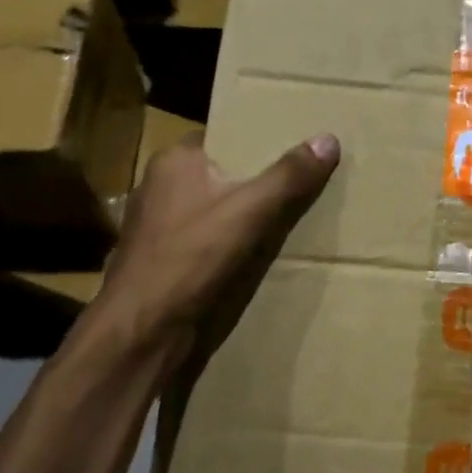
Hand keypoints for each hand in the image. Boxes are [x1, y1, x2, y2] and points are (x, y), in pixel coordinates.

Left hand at [63, 132, 339, 378]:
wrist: (143, 334)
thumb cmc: (190, 260)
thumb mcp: (250, 212)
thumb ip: (289, 176)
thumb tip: (328, 139)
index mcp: (175, 163)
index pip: (224, 137)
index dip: (259, 140)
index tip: (297, 145)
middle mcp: (162, 189)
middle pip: (224, 175)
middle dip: (259, 181)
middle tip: (307, 181)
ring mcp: (161, 229)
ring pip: (218, 211)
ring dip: (248, 217)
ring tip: (295, 217)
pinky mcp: (167, 264)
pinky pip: (211, 243)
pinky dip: (234, 246)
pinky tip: (263, 255)